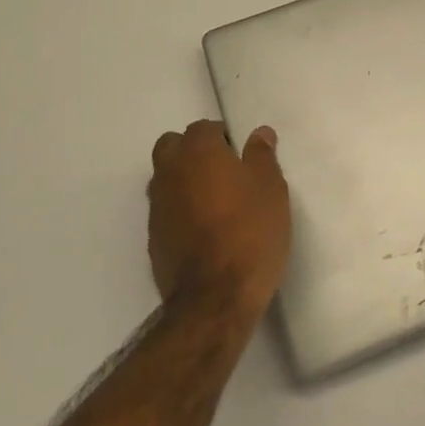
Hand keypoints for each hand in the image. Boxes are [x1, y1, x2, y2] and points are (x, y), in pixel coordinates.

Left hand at [146, 120, 291, 316]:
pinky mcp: (153, 238)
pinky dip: (180, 209)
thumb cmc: (251, 233)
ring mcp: (157, 207)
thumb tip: (259, 133)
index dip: (222, 137)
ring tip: (215, 201)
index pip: (203, 128)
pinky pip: (165, 209)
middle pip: (172, 146)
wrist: (215, 297)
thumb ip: (262, 156)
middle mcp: (170, 173)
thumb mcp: (271, 189)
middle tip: (224, 170)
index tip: (242, 154)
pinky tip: (204, 228)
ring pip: (165, 177)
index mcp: (198, 154)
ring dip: (184, 179)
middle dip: (193, 150)